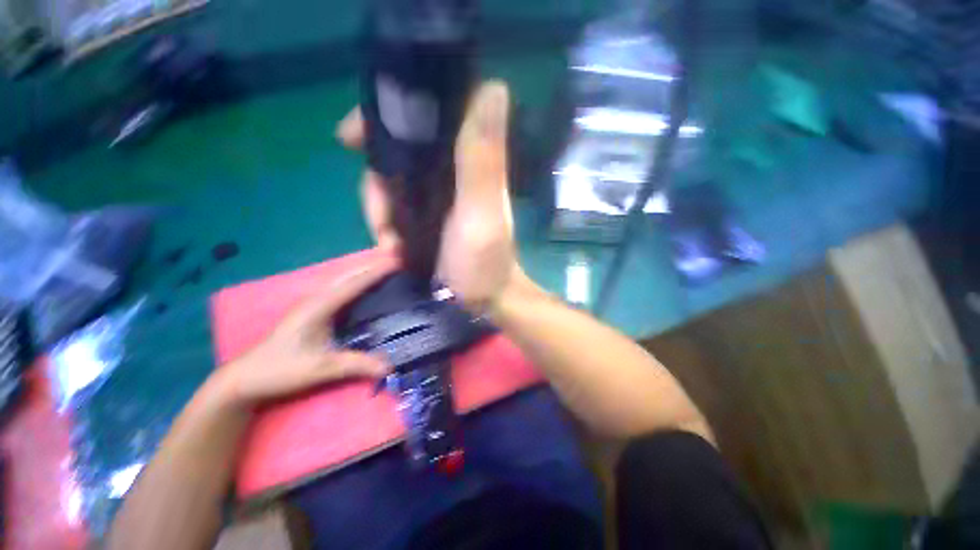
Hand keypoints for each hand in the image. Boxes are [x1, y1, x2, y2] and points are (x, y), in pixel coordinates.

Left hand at [216, 256, 396, 405]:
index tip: (397, 263)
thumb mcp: (321, 369)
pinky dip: (355, 284)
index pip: (354, 284)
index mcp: (319, 307)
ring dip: (363, 273)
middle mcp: (316, 299)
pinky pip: (339, 290)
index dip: (376, 273)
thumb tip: (390, 366)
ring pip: (342, 281)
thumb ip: (356, 365)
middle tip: (396, 263)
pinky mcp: (311, 311)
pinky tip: (364, 289)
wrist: (246, 377)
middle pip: (348, 276)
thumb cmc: (281, 370)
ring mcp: (312, 304)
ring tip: (385, 271)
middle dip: (372, 267)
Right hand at [336, 82, 518, 311]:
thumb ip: (484, 158)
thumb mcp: (482, 211)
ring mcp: (437, 193)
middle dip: (377, 178)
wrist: (482, 300)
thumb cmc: (485, 261)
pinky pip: (393, 206)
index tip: (354, 135)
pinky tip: (390, 246)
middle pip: (398, 149)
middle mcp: (452, 169)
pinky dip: (385, 224)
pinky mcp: (426, 215)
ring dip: (380, 210)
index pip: (430, 112)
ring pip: (391, 180)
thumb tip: (495, 86)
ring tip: (388, 242)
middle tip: (379, 216)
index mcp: (469, 158)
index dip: (390, 113)